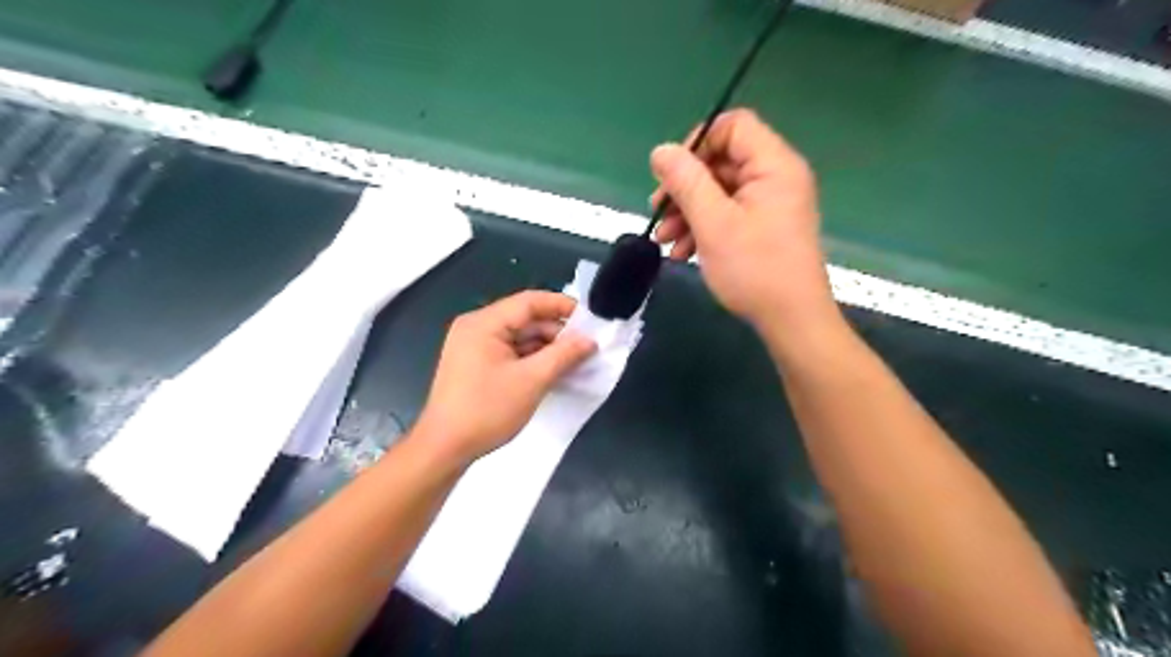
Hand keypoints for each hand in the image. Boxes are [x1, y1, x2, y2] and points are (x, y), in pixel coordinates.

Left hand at [412, 289, 594, 464]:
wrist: (444, 448)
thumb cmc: (487, 410)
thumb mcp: (532, 381)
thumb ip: (564, 355)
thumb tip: (590, 340)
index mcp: (484, 323)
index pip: (530, 302)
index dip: (562, 306)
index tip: (591, 319)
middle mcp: (476, 327)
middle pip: (524, 319)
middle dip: (557, 331)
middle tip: (588, 345)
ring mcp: (474, 346)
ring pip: (519, 337)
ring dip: (546, 347)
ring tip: (577, 360)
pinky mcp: (475, 364)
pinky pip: (510, 352)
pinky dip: (532, 359)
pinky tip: (554, 371)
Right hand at [649, 109, 831, 333]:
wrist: (791, 321)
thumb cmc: (754, 269)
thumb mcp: (713, 223)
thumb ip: (686, 182)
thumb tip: (661, 151)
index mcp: (773, 165)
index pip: (732, 127)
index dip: (697, 143)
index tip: (671, 175)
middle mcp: (775, 178)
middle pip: (721, 162)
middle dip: (685, 188)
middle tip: (658, 213)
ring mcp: (770, 205)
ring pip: (720, 192)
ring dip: (688, 213)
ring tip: (665, 241)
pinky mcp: (764, 228)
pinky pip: (728, 215)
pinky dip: (703, 229)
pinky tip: (681, 253)